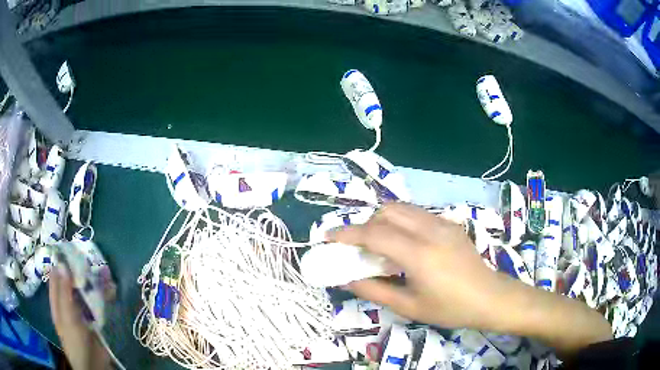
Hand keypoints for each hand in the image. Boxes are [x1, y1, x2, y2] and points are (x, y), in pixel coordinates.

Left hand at [49, 264, 110, 369]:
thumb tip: (63, 264)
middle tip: (90, 257)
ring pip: (87, 291)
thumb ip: (64, 293)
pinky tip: (112, 288)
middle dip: (81, 270)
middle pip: (73, 282)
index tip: (70, 249)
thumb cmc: (74, 342)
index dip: (61, 262)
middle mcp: (69, 302)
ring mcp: (83, 311)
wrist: (94, 367)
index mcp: (58, 301)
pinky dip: (105, 295)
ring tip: (105, 271)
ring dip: (95, 282)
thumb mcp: (67, 318)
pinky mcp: (96, 320)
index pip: (56, 276)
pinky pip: (99, 303)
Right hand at [329, 203, 501, 328]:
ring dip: (383, 221)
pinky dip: (401, 222)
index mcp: (420, 254)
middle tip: (359, 247)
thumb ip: (374, 290)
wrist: (489, 297)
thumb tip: (347, 279)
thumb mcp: (409, 306)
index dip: (348, 234)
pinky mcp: (450, 224)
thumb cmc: (450, 308)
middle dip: (366, 224)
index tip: (329, 238)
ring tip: (380, 244)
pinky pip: (417, 215)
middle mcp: (430, 230)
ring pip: (403, 209)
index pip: (375, 234)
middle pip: (388, 212)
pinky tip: (405, 244)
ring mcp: (443, 223)